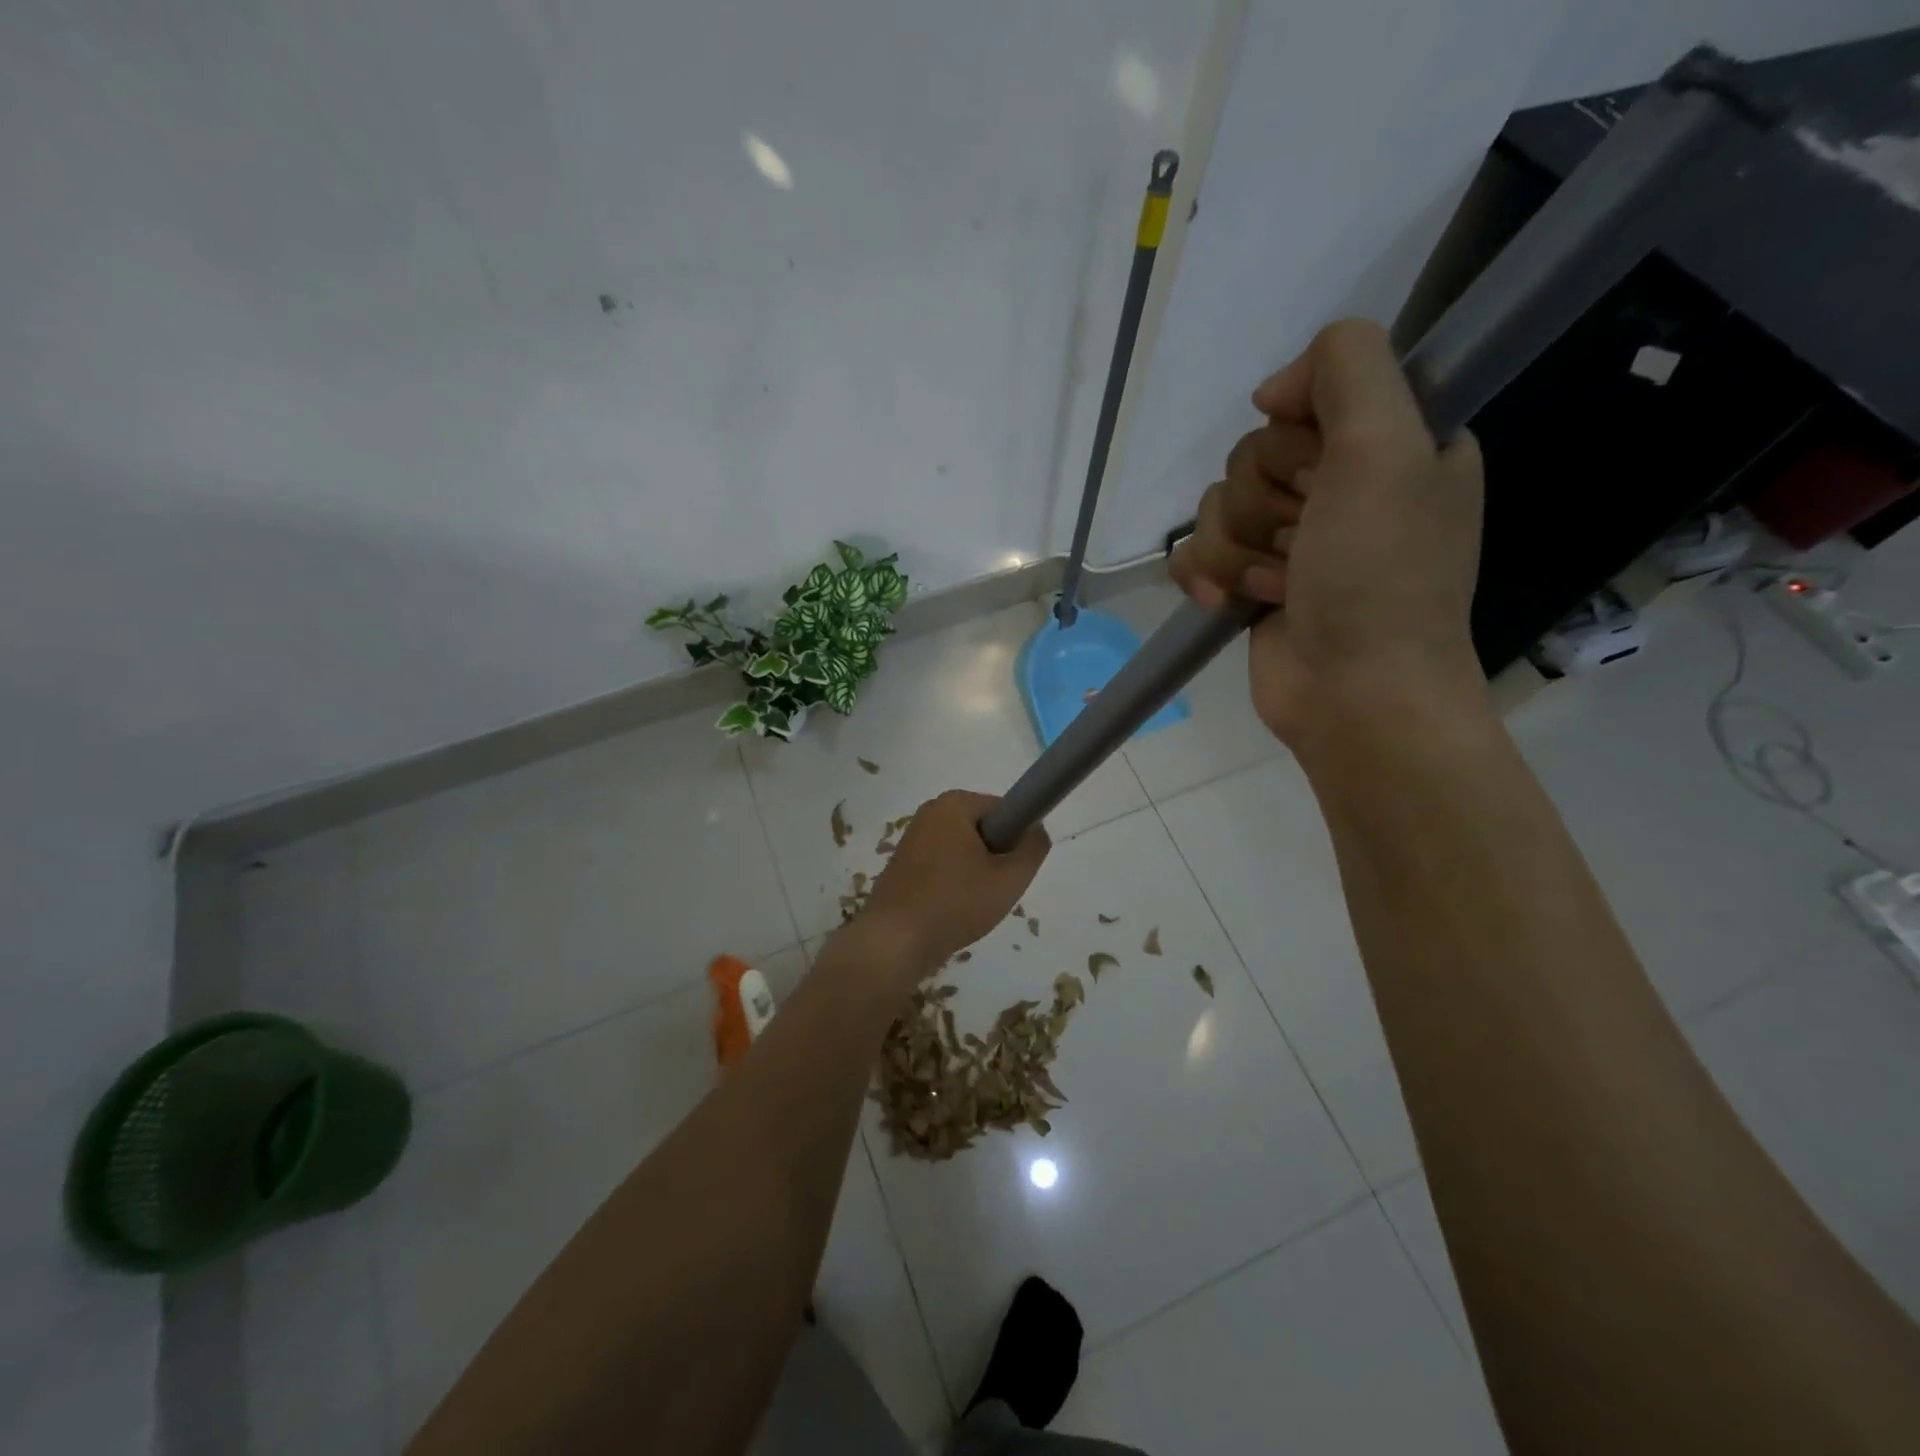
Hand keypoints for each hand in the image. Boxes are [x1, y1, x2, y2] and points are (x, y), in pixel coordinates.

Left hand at [859, 790, 1049, 971]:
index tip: (1013, 869)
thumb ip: (1033, 848)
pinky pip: (942, 865)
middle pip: (983, 829)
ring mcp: (912, 838)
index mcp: (953, 803)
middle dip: (995, 857)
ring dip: (975, 873)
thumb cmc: (956, 903)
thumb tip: (1036, 829)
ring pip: (963, 850)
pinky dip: (953, 883)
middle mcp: (929, 812)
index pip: (1004, 809)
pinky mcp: (902, 864)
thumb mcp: (1010, 878)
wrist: (895, 942)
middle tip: (995, 890)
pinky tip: (952, 910)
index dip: (1017, 838)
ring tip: (972, 904)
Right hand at [1169, 318, 1488, 751]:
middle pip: (1254, 454)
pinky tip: (1231, 603)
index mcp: (1394, 444)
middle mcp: (1343, 485)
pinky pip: (1196, 551)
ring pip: (1219, 505)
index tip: (1323, 474)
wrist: (1354, 694)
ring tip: (1278, 587)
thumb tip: (1272, 390)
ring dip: (1239, 549)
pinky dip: (1206, 577)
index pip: (1309, 397)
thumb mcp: (1387, 447)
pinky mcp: (1250, 581)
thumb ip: (1348, 367)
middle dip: (1266, 503)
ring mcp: (1293, 537)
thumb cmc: (1380, 577)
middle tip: (1305, 543)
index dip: (1300, 436)